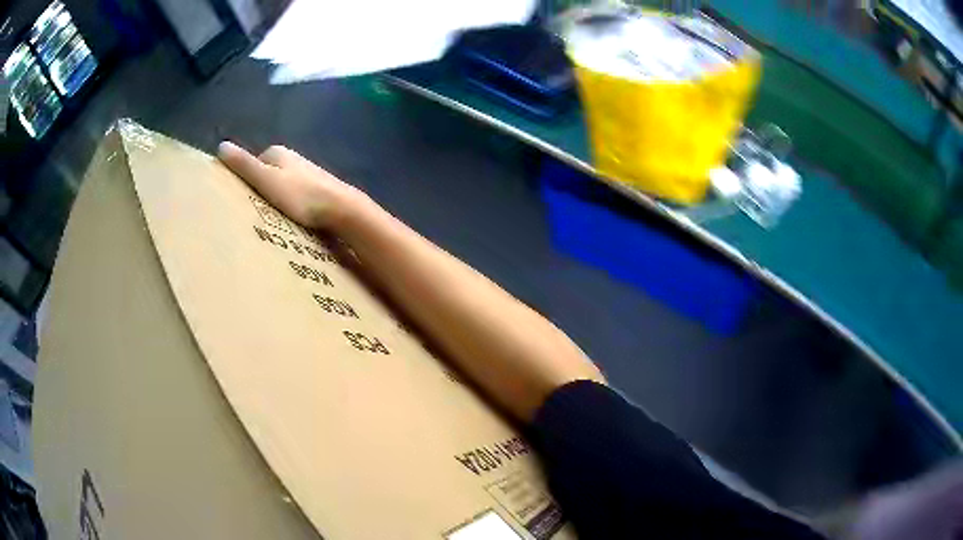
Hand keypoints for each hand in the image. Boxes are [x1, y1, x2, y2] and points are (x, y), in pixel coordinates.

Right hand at [218, 141, 368, 230]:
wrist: (341, 208)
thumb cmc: (300, 195)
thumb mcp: (266, 180)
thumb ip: (244, 165)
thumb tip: (221, 146)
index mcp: (278, 152)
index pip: (253, 165)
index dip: (245, 183)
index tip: (241, 203)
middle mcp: (293, 158)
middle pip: (268, 176)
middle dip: (261, 192)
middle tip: (255, 215)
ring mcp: (308, 173)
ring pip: (283, 187)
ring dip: (276, 201)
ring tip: (272, 222)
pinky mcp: (319, 189)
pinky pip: (296, 197)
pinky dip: (291, 207)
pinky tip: (292, 221)